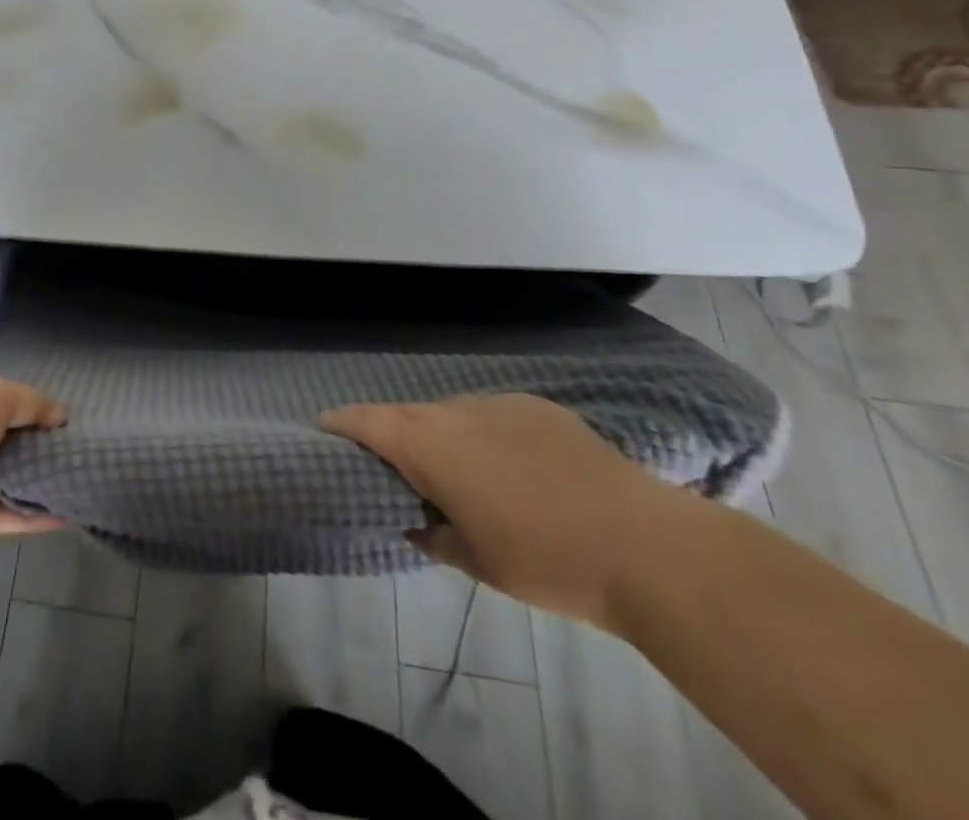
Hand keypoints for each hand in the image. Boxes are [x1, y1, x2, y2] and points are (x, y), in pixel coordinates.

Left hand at [0, 374, 67, 557]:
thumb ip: (30, 403)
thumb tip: (60, 416)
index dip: (27, 409)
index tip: (62, 422)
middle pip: (0, 443)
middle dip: (35, 447)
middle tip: (77, 453)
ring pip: (3, 482)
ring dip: (37, 483)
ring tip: (80, 482)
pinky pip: (2, 517)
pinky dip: (33, 517)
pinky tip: (68, 513)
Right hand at [322, 394, 684, 627]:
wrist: (643, 545)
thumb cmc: (545, 561)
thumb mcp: (477, 564)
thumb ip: (434, 537)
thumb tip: (418, 523)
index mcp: (428, 447)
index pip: (367, 421)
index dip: (342, 422)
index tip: (325, 427)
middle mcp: (455, 413)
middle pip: (407, 414)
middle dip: (392, 433)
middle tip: (394, 463)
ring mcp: (498, 404)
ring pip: (451, 413)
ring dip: (442, 434)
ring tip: (458, 470)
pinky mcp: (538, 406)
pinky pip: (492, 414)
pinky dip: (484, 433)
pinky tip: (511, 465)